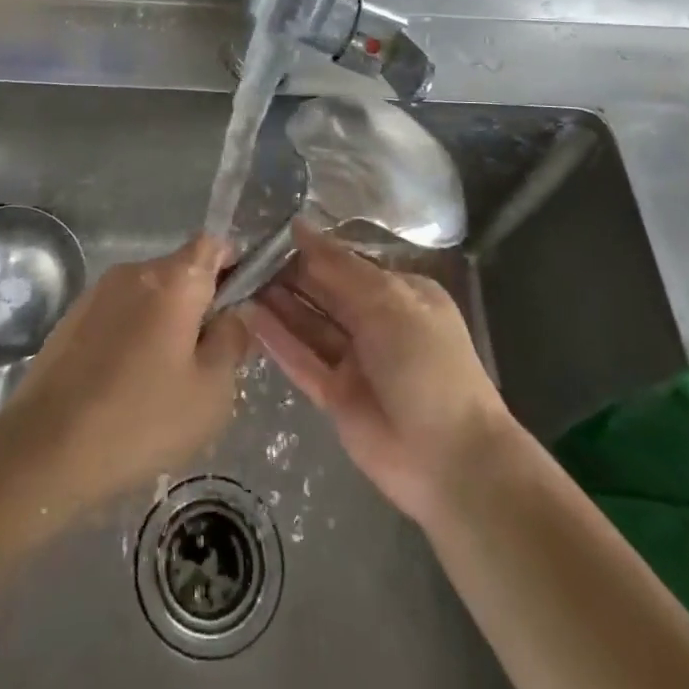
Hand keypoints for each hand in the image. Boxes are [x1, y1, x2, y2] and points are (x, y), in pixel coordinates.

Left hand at [4, 233, 250, 519]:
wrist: (44, 448)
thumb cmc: (140, 418)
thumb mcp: (211, 392)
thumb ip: (232, 342)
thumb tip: (234, 314)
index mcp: (174, 279)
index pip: (214, 244)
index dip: (233, 265)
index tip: (238, 305)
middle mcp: (134, 272)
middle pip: (181, 272)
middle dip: (199, 306)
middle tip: (205, 361)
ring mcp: (98, 292)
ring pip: (149, 296)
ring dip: (164, 324)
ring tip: (163, 382)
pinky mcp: (72, 318)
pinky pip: (119, 315)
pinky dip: (132, 337)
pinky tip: (126, 386)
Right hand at [242, 231, 519, 523]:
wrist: (450, 461)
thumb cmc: (425, 364)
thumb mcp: (388, 301)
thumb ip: (339, 265)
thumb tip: (299, 226)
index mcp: (401, 293)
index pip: (347, 263)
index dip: (310, 249)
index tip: (269, 234)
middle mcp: (377, 322)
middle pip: (325, 291)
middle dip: (288, 274)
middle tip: (243, 256)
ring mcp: (356, 361)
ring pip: (310, 324)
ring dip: (277, 303)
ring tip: (237, 280)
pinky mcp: (336, 396)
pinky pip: (302, 359)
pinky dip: (278, 340)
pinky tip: (247, 316)